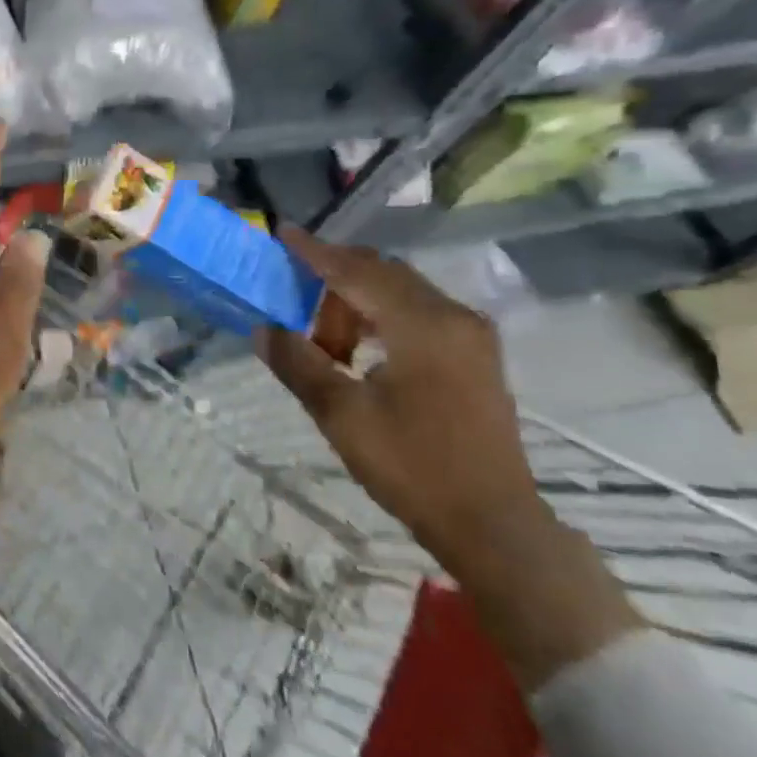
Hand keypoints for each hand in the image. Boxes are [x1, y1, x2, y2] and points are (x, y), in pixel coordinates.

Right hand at [258, 227, 544, 569]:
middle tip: (293, 302)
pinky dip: (381, 317)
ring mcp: (470, 335)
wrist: (493, 525)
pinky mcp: (475, 355)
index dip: (315, 251)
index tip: (281, 232)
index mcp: (422, 325)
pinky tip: (360, 353)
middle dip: (333, 280)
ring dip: (355, 303)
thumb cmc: (413, 466)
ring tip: (326, 345)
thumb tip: (263, 328)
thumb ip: (298, 363)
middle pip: (382, 274)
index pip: (356, 271)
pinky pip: (418, 312)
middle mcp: (452, 316)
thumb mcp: (341, 415)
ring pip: (400, 292)